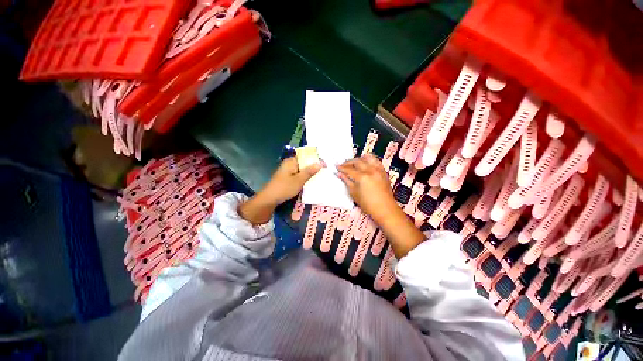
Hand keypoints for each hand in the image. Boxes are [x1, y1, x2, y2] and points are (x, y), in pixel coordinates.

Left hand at [239, 157, 322, 223]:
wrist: (269, 199)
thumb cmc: (284, 188)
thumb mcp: (299, 180)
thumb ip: (310, 171)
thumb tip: (321, 162)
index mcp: (291, 161)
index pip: (305, 155)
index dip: (315, 158)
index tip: (325, 163)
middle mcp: (289, 164)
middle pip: (304, 162)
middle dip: (313, 166)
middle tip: (325, 170)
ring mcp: (288, 171)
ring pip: (302, 169)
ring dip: (310, 172)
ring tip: (321, 175)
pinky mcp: (288, 178)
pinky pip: (299, 174)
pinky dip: (305, 177)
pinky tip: (312, 181)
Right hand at [338, 154, 425, 257]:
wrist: (387, 212)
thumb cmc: (369, 206)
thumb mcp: (354, 195)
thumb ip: (347, 182)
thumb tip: (340, 174)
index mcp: (362, 177)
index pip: (348, 169)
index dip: (340, 168)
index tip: (334, 167)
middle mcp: (371, 170)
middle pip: (356, 161)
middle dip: (348, 162)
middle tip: (342, 165)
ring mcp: (379, 170)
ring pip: (366, 157)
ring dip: (358, 159)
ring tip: (352, 164)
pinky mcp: (384, 172)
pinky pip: (375, 161)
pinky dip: (367, 160)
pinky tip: (363, 165)